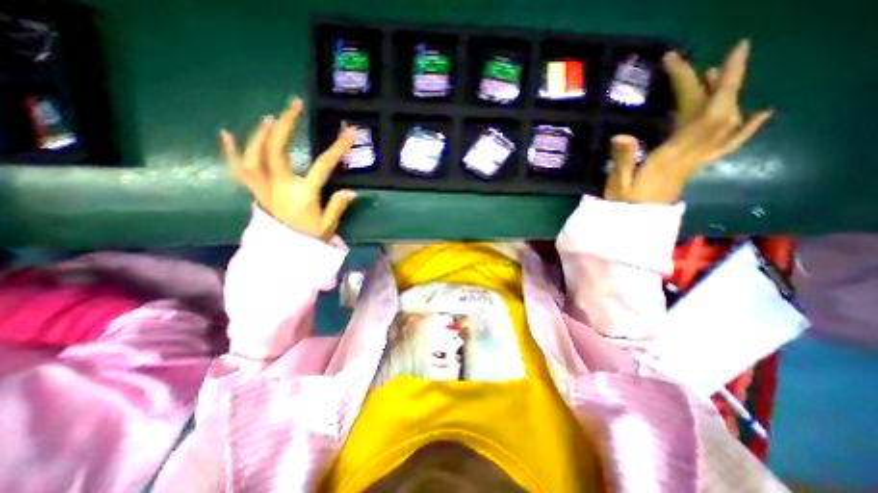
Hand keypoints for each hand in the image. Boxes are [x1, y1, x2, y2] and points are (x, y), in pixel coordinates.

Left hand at [219, 96, 356, 239]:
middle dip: (286, 125)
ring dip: (260, 134)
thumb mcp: (329, 226)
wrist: (285, 254)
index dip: (336, 148)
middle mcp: (280, 188)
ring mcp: (263, 190)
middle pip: (277, 151)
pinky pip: (237, 171)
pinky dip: (230, 152)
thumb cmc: (309, 240)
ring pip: (253, 156)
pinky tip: (225, 133)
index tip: (348, 132)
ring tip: (271, 118)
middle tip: (294, 106)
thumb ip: (337, 207)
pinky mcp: (255, 193)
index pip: (322, 166)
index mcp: (304, 196)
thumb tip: (351, 192)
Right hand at [608, 39, 770, 205]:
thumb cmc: (624, 207)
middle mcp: (691, 155)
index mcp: (672, 157)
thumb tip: (622, 135)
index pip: (703, 117)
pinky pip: (725, 146)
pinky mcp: (691, 166)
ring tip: (716, 74)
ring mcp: (694, 161)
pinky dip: (744, 128)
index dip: (714, 86)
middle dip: (726, 81)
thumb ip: (622, 161)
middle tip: (728, 52)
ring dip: (727, 96)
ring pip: (724, 125)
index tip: (714, 60)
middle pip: (718, 114)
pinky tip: (757, 114)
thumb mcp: (618, 185)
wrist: (636, 226)